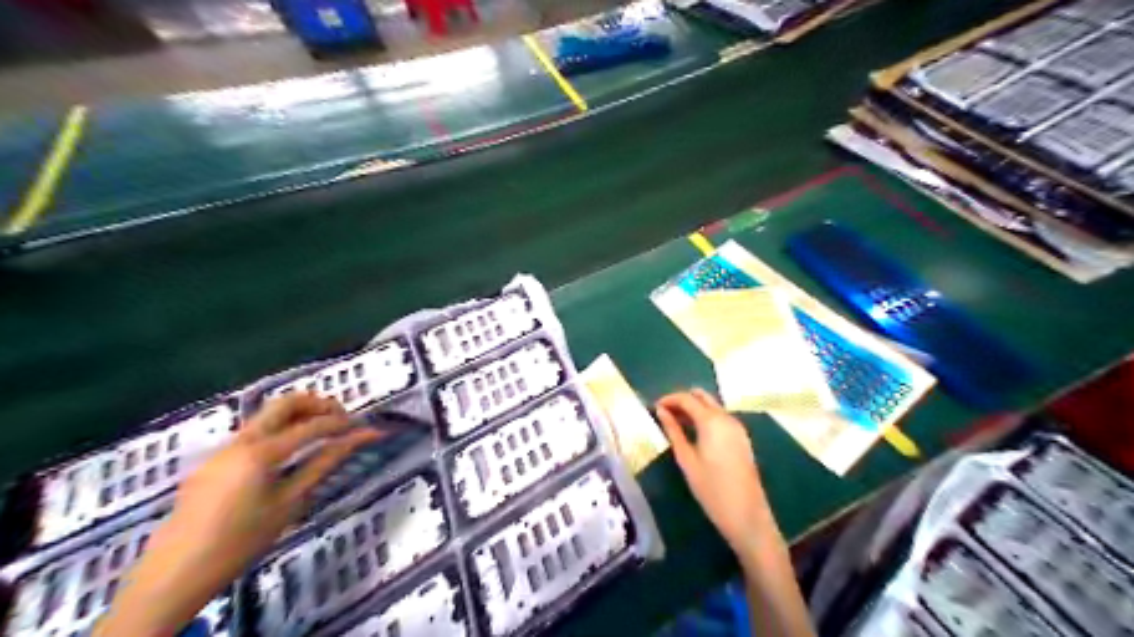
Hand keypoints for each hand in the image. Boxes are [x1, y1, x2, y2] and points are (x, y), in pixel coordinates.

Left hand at [96, 393, 378, 636]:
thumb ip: (325, 464)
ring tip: (321, 433)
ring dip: (298, 415)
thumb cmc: (241, 540)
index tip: (365, 428)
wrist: (175, 573)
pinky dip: (279, 431)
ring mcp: (223, 449)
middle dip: (318, 404)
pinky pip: (253, 433)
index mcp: (262, 451)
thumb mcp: (291, 502)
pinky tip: (289, 454)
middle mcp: (241, 440)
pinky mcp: (213, 461)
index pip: (313, 426)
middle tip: (342, 418)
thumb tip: (360, 438)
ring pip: (266, 416)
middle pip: (285, 403)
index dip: (343, 424)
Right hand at [656, 388, 779, 561]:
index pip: (687, 398)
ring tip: (675, 424)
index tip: (653, 407)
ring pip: (712, 406)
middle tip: (665, 414)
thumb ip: (673, 431)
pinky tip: (694, 433)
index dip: (669, 399)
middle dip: (682, 400)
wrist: (746, 514)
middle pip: (702, 396)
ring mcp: (737, 427)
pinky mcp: (741, 437)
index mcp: (711, 421)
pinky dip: (705, 418)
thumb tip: (661, 411)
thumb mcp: (686, 459)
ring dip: (694, 409)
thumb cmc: (711, 489)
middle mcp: (726, 417)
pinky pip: (720, 417)